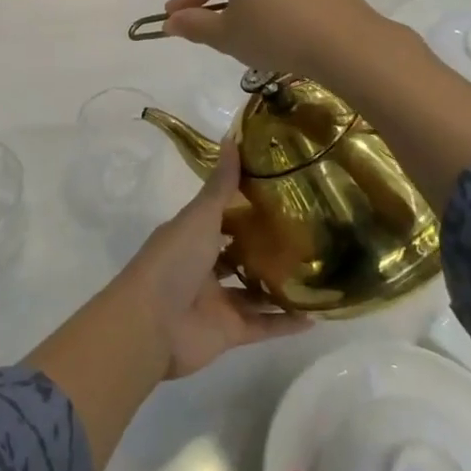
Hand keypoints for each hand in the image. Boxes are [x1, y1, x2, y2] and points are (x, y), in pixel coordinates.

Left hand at [111, 140, 308, 378]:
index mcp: (191, 235)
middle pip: (238, 253)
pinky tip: (316, 316)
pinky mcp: (229, 332)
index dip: (246, 206)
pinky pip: (263, 325)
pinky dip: (285, 322)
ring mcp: (216, 300)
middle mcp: (203, 265)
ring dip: (280, 284)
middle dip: (266, 246)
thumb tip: (233, 138)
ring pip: (253, 291)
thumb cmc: (173, 261)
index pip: (221, 216)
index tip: (281, 193)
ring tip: (319, 272)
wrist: (151, 325)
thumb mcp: (199, 217)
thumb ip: (220, 186)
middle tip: (308, 233)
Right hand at [161, 0, 387, 90]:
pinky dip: (273, 5)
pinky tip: (273, 29)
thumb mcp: (227, 34)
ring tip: (240, 30)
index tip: (169, 19)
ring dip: (246, 2)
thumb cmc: (275, 32)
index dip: (185, 2)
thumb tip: (171, 22)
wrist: (346, 42)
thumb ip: (195, 24)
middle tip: (204, 24)